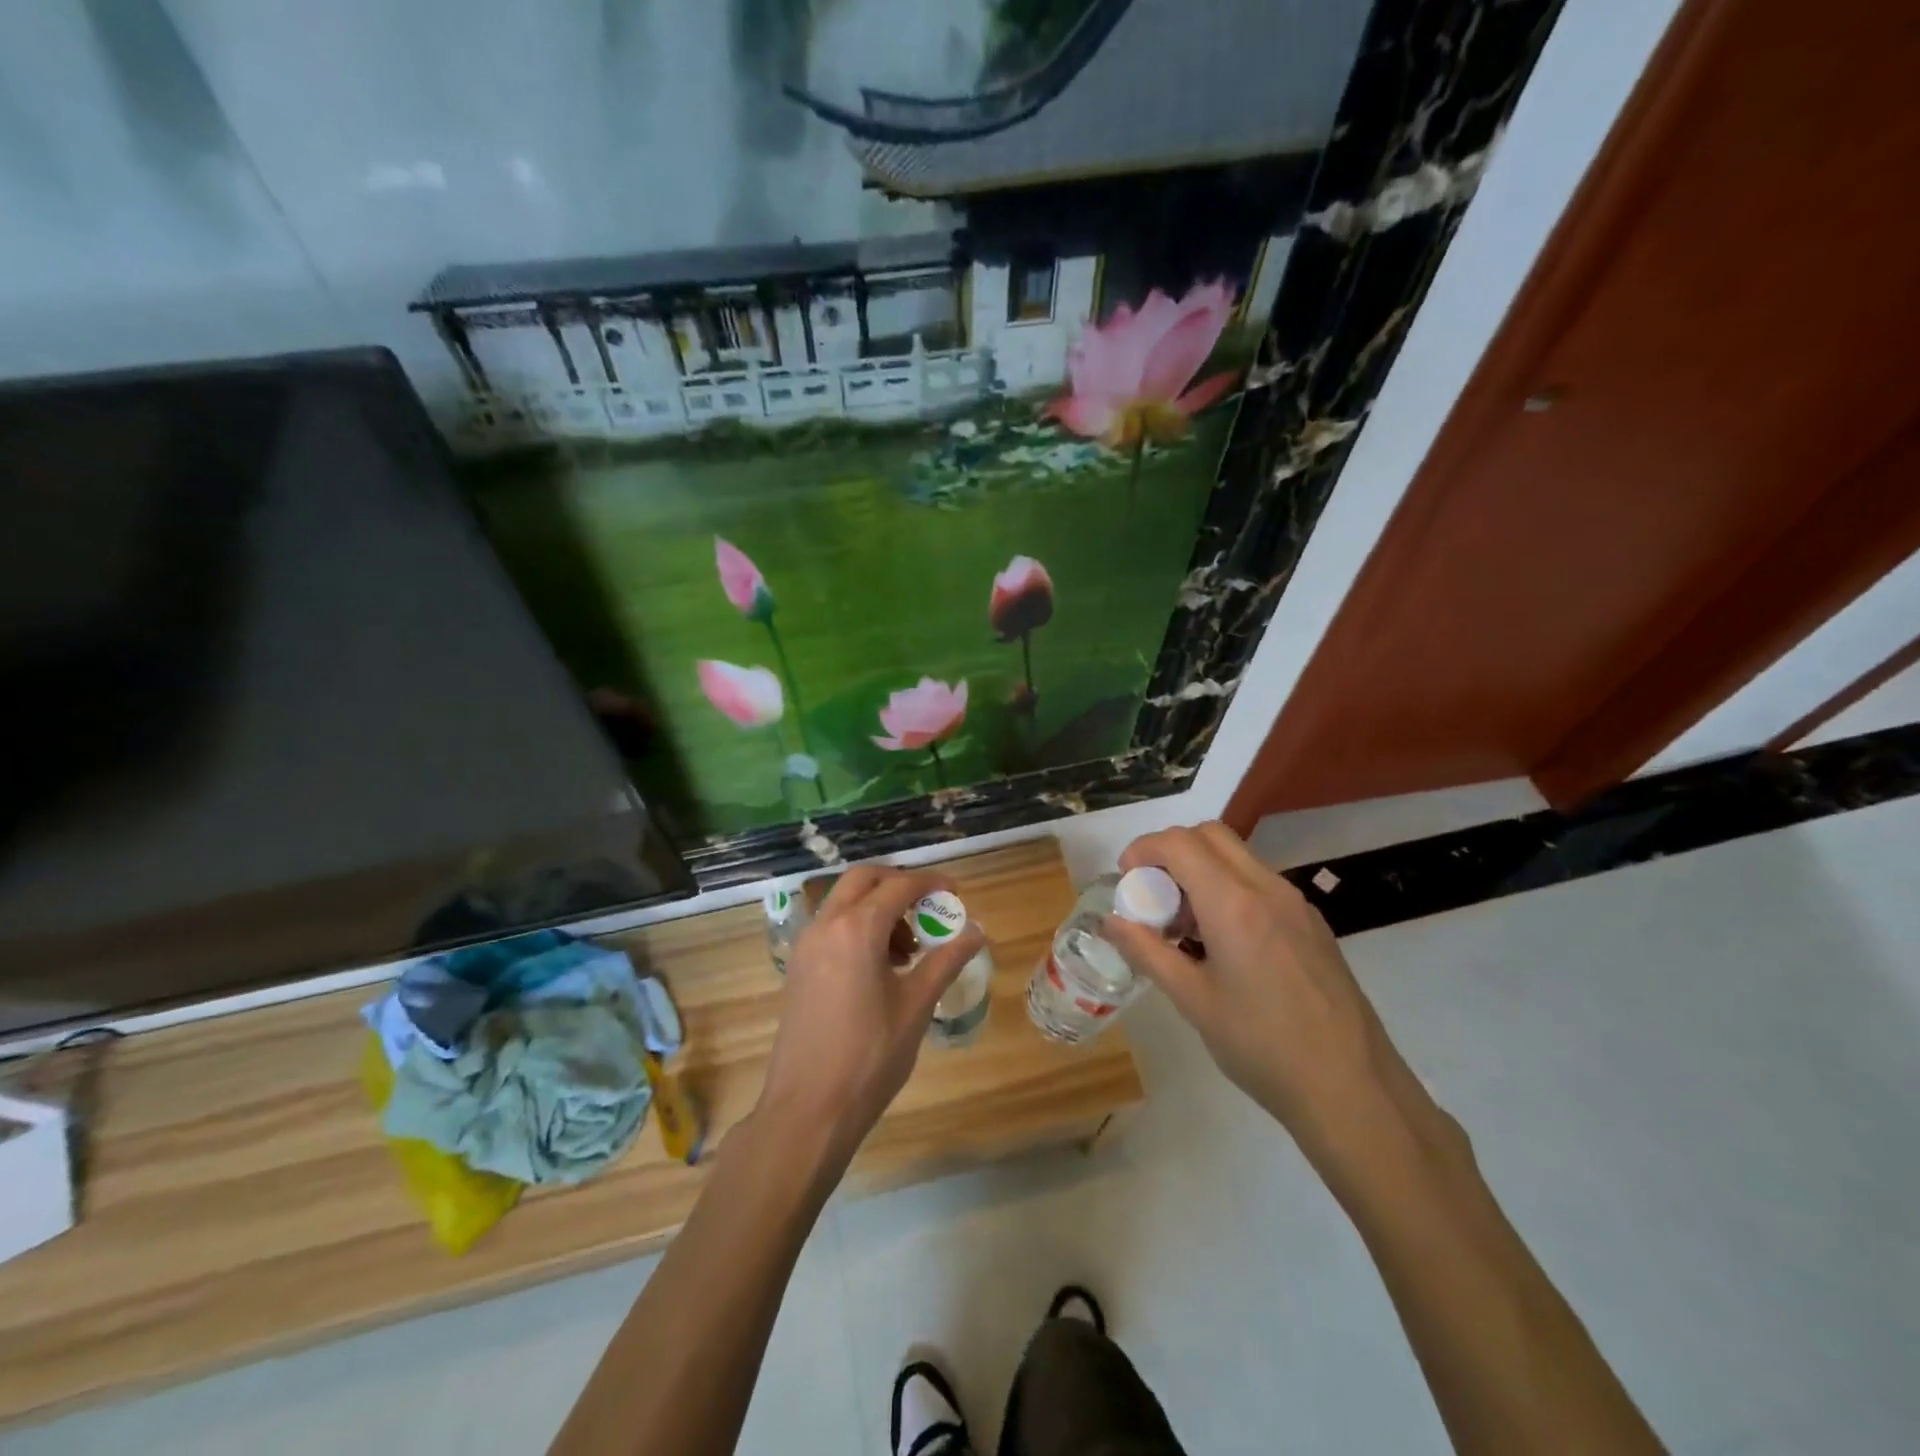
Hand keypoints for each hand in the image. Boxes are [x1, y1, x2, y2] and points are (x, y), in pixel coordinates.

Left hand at [757, 865, 984, 1166]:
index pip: (899, 886)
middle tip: (929, 908)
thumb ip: (946, 960)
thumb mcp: (916, 1006)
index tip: (955, 894)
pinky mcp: (798, 966)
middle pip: (864, 879)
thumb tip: (976, 931)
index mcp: (857, 929)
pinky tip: (881, 965)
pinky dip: (858, 925)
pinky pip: (831, 925)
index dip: (930, 883)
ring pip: (844, 901)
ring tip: (910, 948)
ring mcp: (806, 945)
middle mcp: (826, 925)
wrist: (808, 1110)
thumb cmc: (870, 1057)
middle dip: (899, 884)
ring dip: (878, 906)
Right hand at [1107, 822, 1409, 1155]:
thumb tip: (1110, 922)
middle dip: (1171, 852)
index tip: (1127, 882)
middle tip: (1153, 897)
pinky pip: (1260, 882)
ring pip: (1237, 856)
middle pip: (1210, 835)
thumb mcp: (1193, 1000)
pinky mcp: (1312, 923)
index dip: (1143, 850)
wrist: (1353, 1090)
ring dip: (1200, 870)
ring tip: (1185, 927)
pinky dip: (1228, 889)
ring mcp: (1296, 903)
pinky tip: (1223, 944)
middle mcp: (1268, 888)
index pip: (1179, 843)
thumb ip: (1148, 952)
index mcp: (1234, 904)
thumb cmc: (1262, 1046)